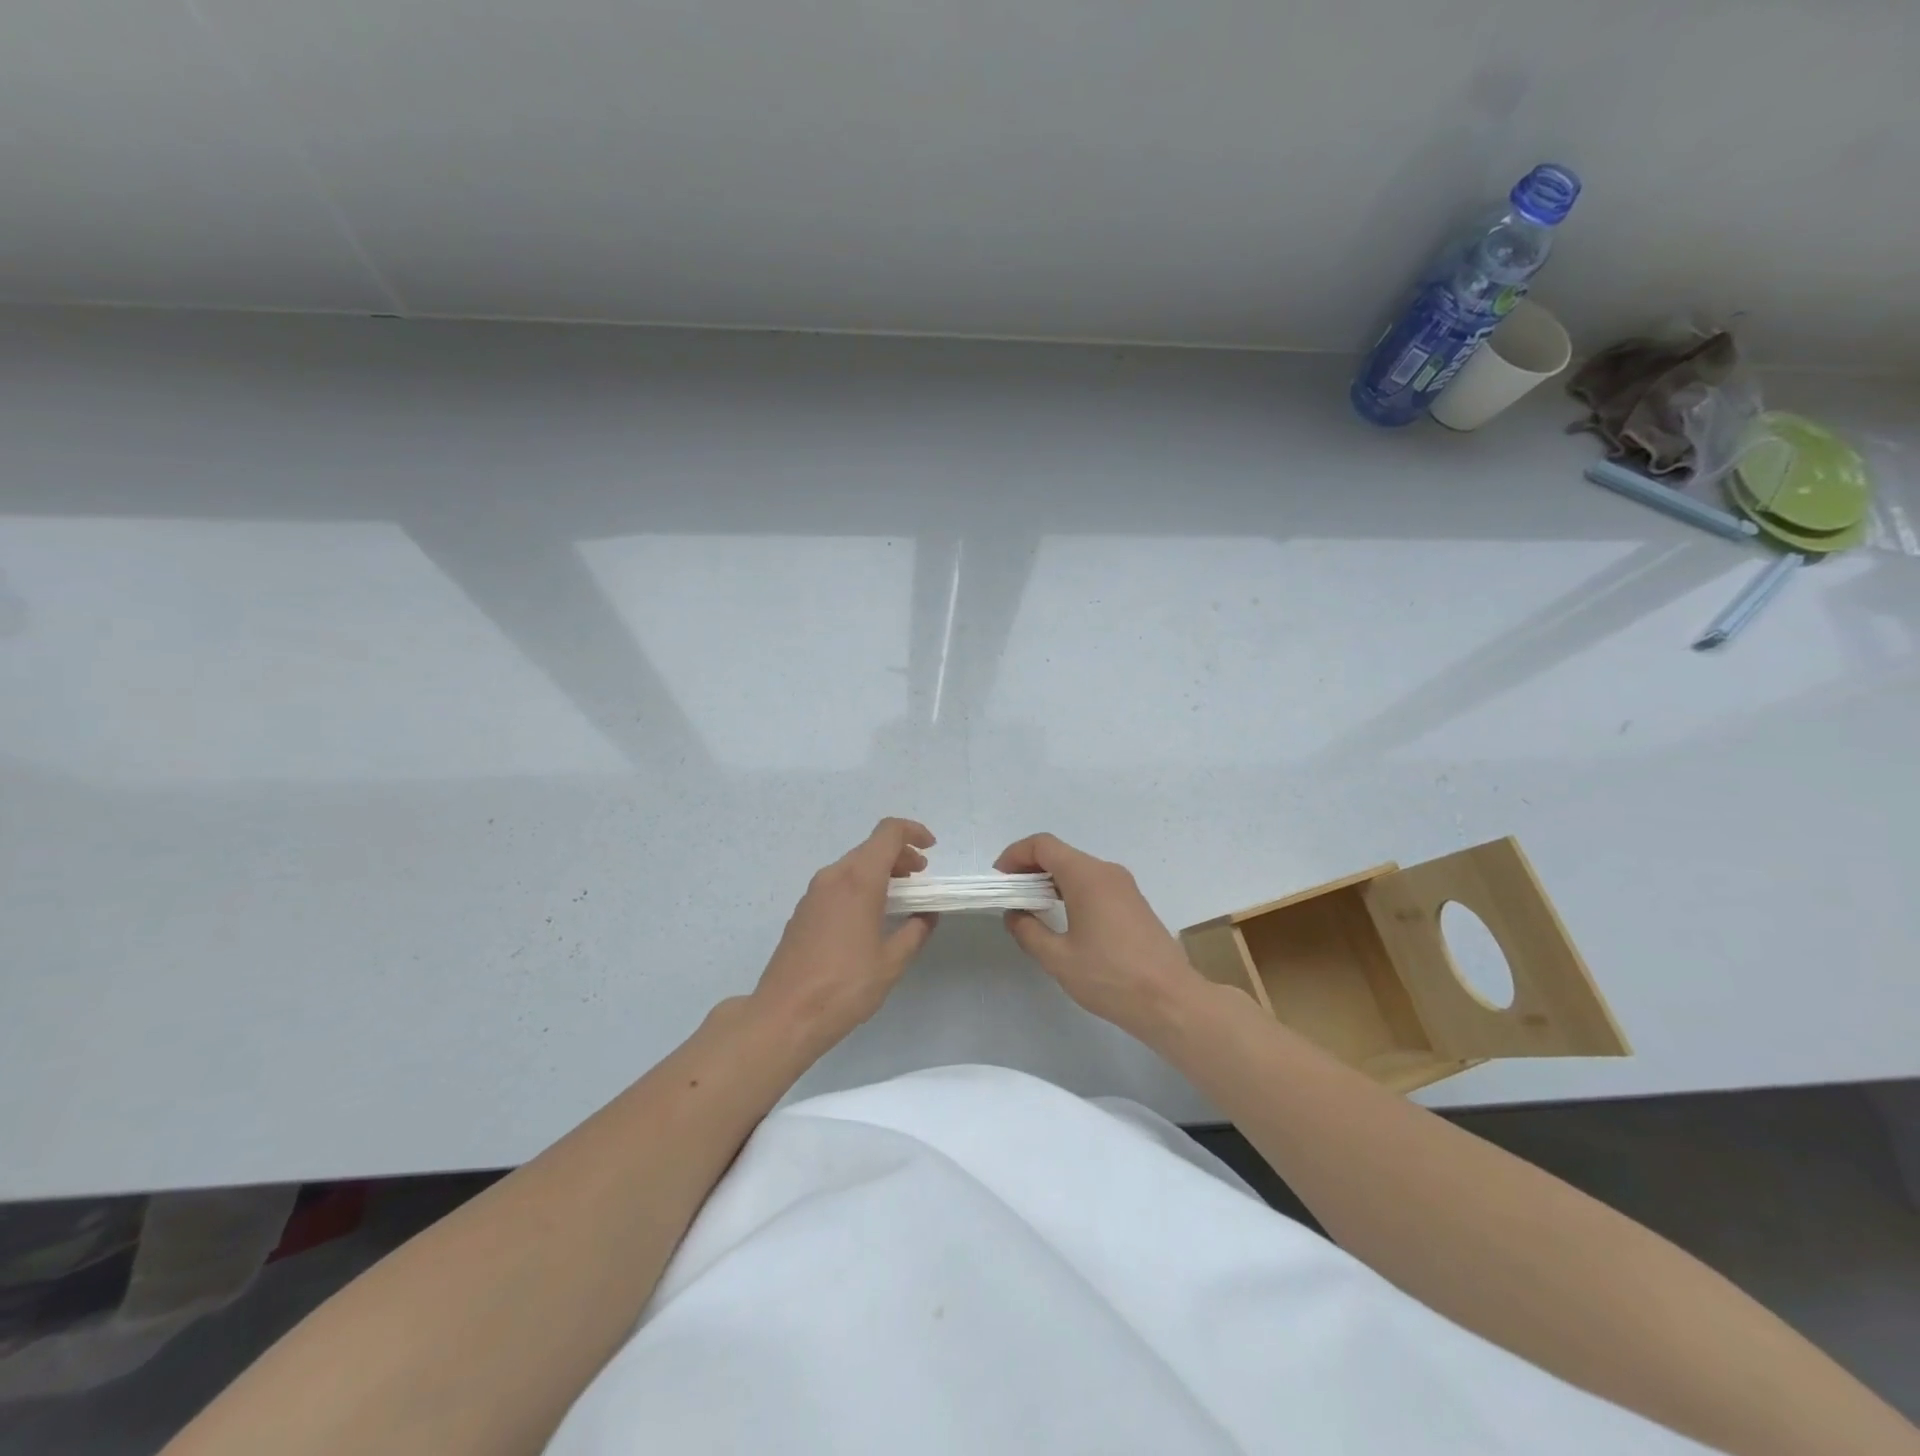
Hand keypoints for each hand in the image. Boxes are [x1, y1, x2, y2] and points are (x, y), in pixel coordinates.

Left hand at [753, 818, 938, 1053]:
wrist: (785, 1015)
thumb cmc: (845, 986)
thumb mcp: (892, 962)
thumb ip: (915, 931)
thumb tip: (926, 915)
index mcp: (858, 880)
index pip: (888, 833)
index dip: (913, 832)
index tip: (931, 848)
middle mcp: (833, 877)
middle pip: (870, 848)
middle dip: (900, 855)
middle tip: (921, 879)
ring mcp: (813, 893)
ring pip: (852, 865)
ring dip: (879, 872)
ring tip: (899, 898)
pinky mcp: (802, 911)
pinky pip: (837, 884)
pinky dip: (860, 886)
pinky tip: (870, 917)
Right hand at [994, 833, 1208, 1043]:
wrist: (1171, 1001)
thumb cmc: (1111, 977)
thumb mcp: (1058, 958)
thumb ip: (1028, 931)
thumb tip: (1015, 915)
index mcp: (1087, 876)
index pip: (1042, 845)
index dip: (1015, 855)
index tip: (1000, 881)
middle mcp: (1107, 872)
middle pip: (1060, 854)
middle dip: (1030, 869)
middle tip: (1010, 896)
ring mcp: (1124, 886)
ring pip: (1078, 869)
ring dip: (1050, 881)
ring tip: (1031, 909)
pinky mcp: (1134, 903)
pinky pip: (1094, 884)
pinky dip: (1071, 891)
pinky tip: (1063, 919)